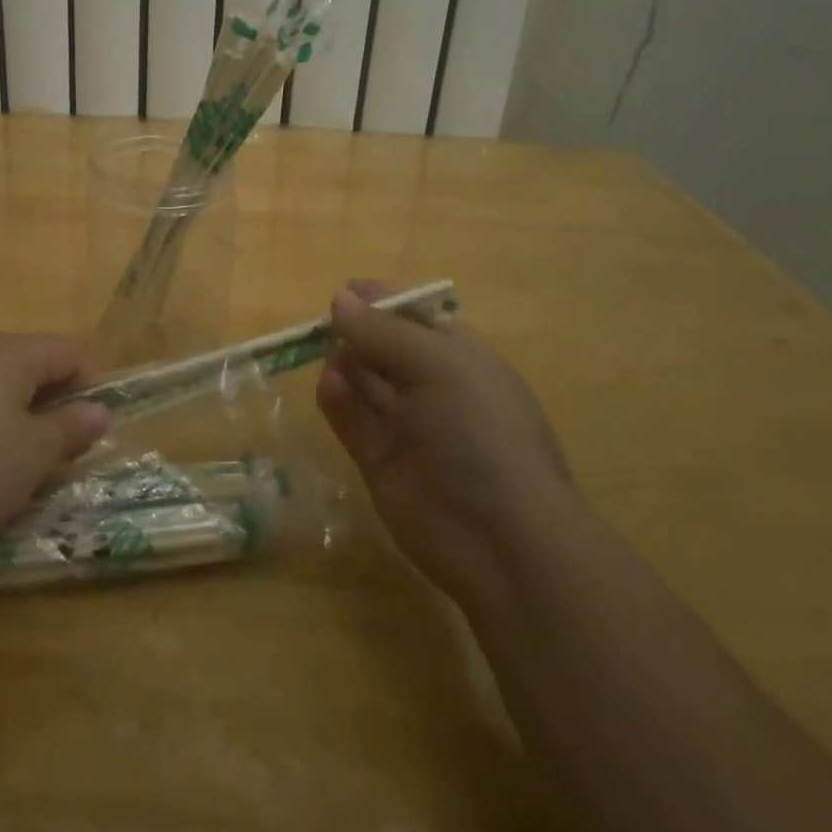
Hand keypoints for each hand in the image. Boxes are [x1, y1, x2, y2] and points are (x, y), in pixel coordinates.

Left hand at [0, 333, 109, 569]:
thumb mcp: (33, 457)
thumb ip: (72, 428)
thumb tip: (100, 411)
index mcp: (8, 353)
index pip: (68, 350)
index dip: (92, 383)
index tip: (92, 427)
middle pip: (29, 358)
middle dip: (54, 395)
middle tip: (59, 443)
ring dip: (17, 408)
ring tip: (17, 455)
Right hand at [317, 282, 577, 598]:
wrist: (502, 541)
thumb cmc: (484, 435)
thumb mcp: (442, 368)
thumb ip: (386, 332)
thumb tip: (341, 300)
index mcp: (461, 359)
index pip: (417, 318)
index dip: (384, 302)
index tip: (347, 290)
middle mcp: (431, 387)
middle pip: (383, 347)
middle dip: (357, 332)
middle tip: (329, 328)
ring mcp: (404, 425)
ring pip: (362, 380)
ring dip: (344, 364)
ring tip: (334, 362)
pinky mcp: (378, 459)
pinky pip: (349, 419)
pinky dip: (336, 400)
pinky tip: (330, 388)